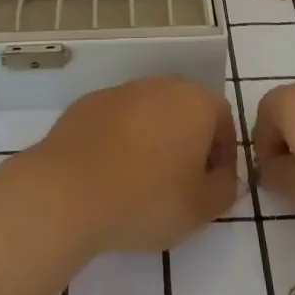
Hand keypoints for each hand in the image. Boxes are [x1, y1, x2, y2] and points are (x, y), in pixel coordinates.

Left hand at [30, 76, 238, 251]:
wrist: (69, 191)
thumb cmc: (147, 199)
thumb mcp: (202, 209)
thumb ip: (225, 189)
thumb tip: (223, 176)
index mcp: (195, 102)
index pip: (223, 119)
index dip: (223, 153)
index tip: (212, 184)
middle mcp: (160, 85)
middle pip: (185, 110)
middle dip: (189, 141)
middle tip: (180, 182)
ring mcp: (120, 91)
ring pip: (149, 112)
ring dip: (153, 139)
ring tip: (141, 180)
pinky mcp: (87, 103)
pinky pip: (115, 120)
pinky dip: (119, 140)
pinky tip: (109, 173)